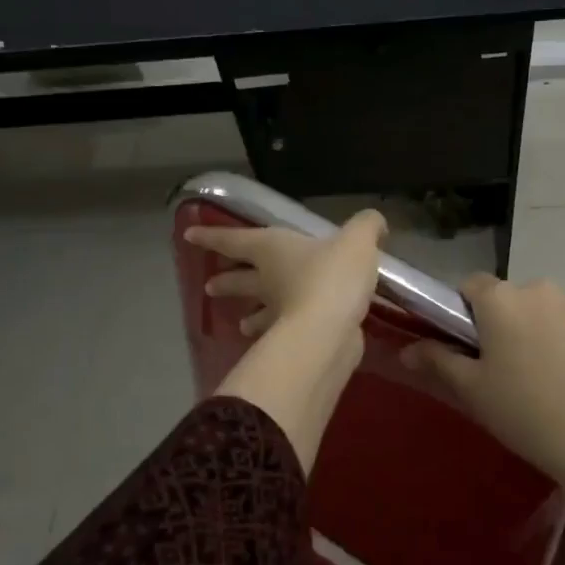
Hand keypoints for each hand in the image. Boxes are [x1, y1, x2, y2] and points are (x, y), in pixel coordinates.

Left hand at [186, 209, 387, 340]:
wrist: (329, 331)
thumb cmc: (333, 275)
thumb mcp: (357, 240)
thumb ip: (366, 227)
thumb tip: (375, 224)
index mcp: (272, 249)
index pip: (236, 240)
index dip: (213, 236)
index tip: (189, 236)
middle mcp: (268, 280)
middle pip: (240, 279)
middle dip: (225, 281)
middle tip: (209, 286)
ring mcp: (276, 314)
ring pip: (257, 311)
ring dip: (249, 316)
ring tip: (241, 324)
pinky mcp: (291, 340)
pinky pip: (280, 334)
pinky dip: (278, 335)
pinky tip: (283, 340)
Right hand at [404, 275, 564, 564]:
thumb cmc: (521, 407)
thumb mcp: (471, 387)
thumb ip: (437, 360)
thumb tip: (406, 350)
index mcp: (500, 297)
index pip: (468, 285)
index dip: (460, 311)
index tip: (462, 345)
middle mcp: (536, 287)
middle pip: (504, 296)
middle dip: (495, 321)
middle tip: (493, 366)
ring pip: (535, 309)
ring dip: (526, 328)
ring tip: (529, 374)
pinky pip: (561, 322)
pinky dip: (553, 338)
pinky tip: (556, 376)